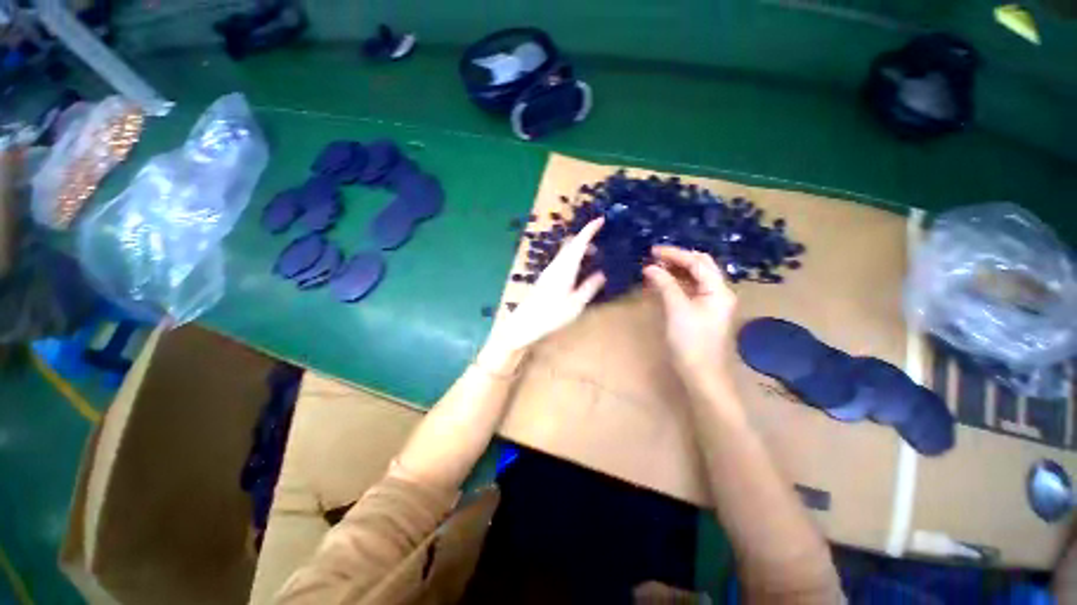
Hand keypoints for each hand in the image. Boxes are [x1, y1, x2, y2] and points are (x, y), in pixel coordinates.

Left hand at [480, 218, 606, 367]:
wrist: (525, 322)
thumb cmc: (551, 315)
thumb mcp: (575, 304)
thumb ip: (589, 287)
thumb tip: (602, 273)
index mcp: (565, 268)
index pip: (579, 242)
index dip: (590, 229)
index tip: (601, 220)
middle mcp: (556, 265)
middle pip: (571, 244)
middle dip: (586, 239)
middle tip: (602, 248)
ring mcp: (549, 270)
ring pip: (566, 252)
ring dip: (580, 249)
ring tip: (594, 259)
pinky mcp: (546, 277)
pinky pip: (562, 260)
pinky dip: (573, 258)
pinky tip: (579, 270)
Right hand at [643, 246, 736, 374]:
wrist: (702, 374)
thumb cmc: (691, 342)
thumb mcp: (677, 310)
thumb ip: (665, 285)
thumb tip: (650, 267)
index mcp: (718, 290)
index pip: (697, 262)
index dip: (675, 254)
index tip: (653, 251)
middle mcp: (718, 292)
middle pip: (699, 266)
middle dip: (677, 259)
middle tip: (654, 258)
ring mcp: (711, 302)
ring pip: (694, 278)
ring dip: (676, 271)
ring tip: (655, 268)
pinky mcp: (702, 312)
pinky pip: (690, 290)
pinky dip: (676, 284)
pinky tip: (662, 283)